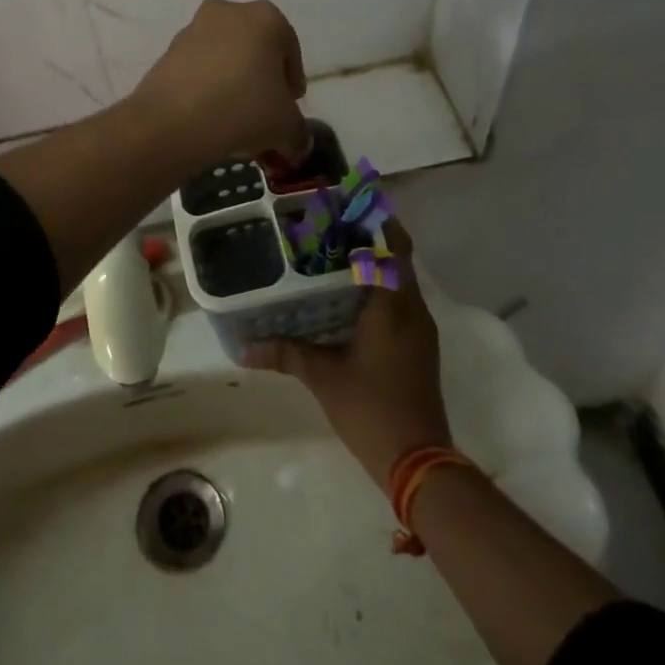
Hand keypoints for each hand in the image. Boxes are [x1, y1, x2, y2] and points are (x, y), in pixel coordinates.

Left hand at [129, 0, 307, 166]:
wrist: (171, 121)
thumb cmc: (242, 109)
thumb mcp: (286, 127)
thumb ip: (298, 132)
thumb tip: (296, 142)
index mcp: (265, 18)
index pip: (289, 49)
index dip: (292, 81)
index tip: (290, 106)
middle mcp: (228, 12)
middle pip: (255, 49)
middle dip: (262, 80)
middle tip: (265, 113)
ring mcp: (193, 29)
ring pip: (224, 58)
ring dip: (233, 83)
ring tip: (235, 120)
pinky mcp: (167, 51)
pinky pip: (198, 69)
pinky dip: (207, 88)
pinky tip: (210, 118)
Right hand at [244, 222, 454, 481]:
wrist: (418, 461)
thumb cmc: (371, 408)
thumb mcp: (323, 377)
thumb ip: (285, 354)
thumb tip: (243, 349)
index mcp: (393, 305)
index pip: (394, 245)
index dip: (378, 219)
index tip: (350, 203)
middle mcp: (413, 309)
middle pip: (397, 259)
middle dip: (369, 240)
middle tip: (329, 228)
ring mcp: (420, 330)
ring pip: (400, 282)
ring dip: (375, 266)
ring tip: (333, 258)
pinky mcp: (420, 348)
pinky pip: (401, 303)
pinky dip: (379, 291)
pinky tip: (349, 301)